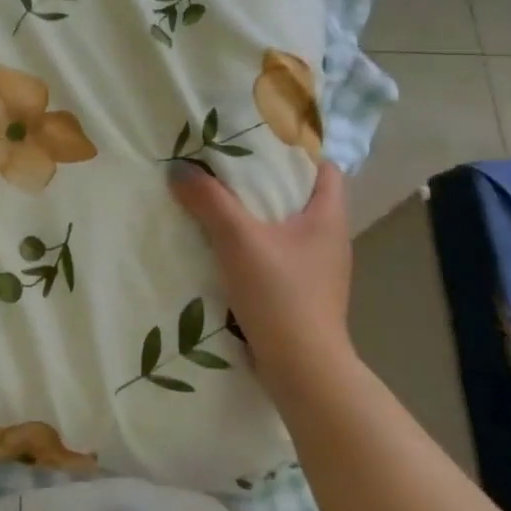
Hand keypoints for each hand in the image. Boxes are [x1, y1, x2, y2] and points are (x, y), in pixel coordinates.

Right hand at [167, 160, 355, 385]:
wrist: (301, 369)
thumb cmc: (280, 294)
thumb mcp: (238, 240)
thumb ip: (209, 201)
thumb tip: (181, 169)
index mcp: (328, 217)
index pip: (324, 168)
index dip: (296, 150)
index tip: (258, 141)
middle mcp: (330, 239)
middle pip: (301, 196)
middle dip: (267, 181)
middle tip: (226, 168)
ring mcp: (318, 270)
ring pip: (287, 229)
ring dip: (258, 217)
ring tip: (219, 204)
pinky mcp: (302, 294)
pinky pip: (278, 257)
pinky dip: (256, 247)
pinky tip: (225, 250)